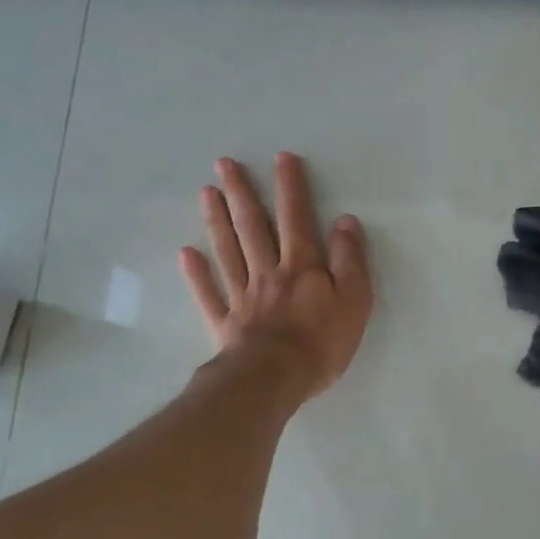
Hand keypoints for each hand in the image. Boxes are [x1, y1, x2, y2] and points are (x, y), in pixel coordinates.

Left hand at [179, 153, 372, 399]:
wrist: (273, 380)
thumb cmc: (321, 342)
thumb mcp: (354, 300)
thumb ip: (350, 259)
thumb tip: (345, 221)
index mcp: (301, 266)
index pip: (296, 218)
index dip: (290, 188)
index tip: (281, 158)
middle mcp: (267, 272)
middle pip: (252, 227)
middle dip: (241, 192)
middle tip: (224, 163)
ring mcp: (242, 297)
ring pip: (227, 251)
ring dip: (216, 220)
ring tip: (205, 192)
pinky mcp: (225, 323)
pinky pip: (208, 294)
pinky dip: (196, 274)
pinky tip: (185, 254)